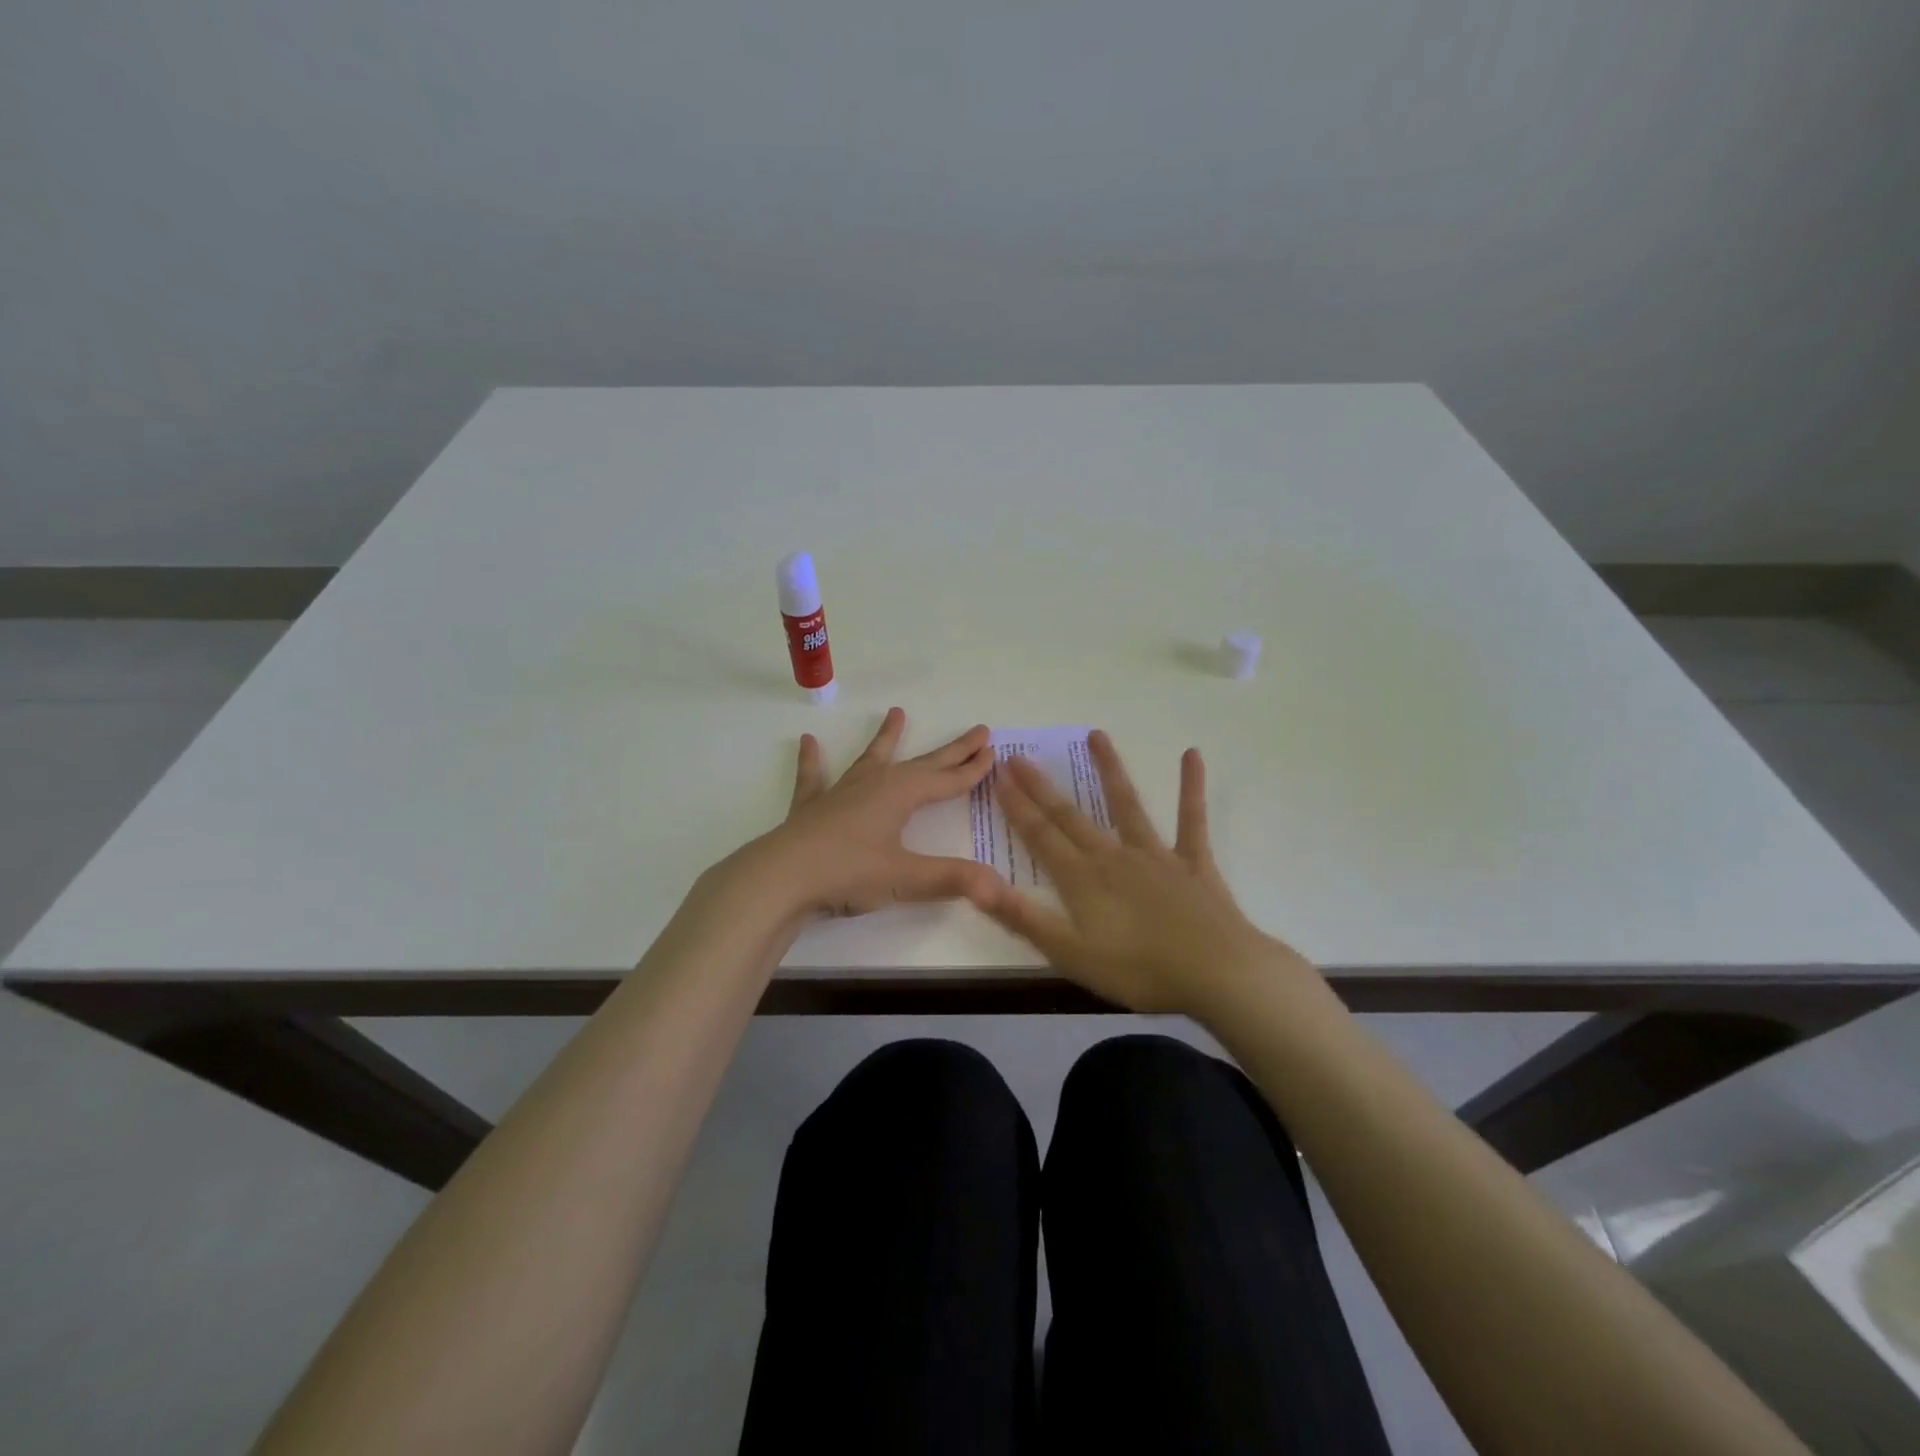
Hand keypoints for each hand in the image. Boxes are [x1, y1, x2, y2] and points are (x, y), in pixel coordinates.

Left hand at [740, 707, 999, 918]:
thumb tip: (998, 886)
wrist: (781, 877)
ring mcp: (841, 792)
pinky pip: (814, 777)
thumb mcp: (905, 879)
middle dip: (951, 750)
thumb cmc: (848, 873)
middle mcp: (875, 784)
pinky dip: (812, 761)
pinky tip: (807, 742)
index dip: (972, 769)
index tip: (994, 751)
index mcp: (901, 795)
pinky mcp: (812, 807)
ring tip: (896, 713)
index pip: (947, 780)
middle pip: (922, 764)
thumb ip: (952, 879)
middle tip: (977, 731)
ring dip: (886, 738)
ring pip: (871, 758)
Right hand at [968, 731, 1311, 1015]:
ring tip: (1096, 735)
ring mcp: (1156, 854)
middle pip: (1070, 816)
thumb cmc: (1139, 971)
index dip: (1017, 806)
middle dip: (1041, 787)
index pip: (1040, 836)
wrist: (1218, 974)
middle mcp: (1113, 856)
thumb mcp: (1070, 954)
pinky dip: (1191, 787)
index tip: (999, 776)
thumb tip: (975, 884)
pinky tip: (1192, 755)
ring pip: (1127, 804)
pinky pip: (1191, 818)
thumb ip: (1022, 917)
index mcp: (1082, 879)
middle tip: (1019, 756)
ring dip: (1110, 769)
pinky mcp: (1193, 861)